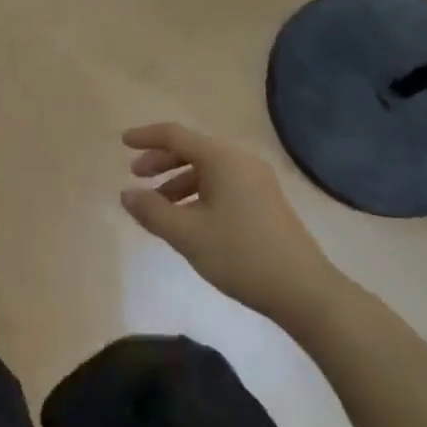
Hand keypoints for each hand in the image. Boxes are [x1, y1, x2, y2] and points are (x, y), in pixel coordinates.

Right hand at [120, 123, 328, 319]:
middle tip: (137, 176)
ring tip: (158, 206)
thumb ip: (152, 211)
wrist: (304, 291)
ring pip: (208, 170)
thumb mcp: (188, 234)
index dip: (147, 137)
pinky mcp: (264, 202)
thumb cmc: (241, 255)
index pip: (176, 135)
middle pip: (193, 150)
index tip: (122, 142)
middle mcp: (241, 161)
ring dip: (178, 181)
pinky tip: (188, 219)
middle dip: (161, 161)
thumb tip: (126, 194)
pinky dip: (197, 194)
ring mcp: (257, 181)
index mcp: (223, 159)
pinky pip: (222, 185)